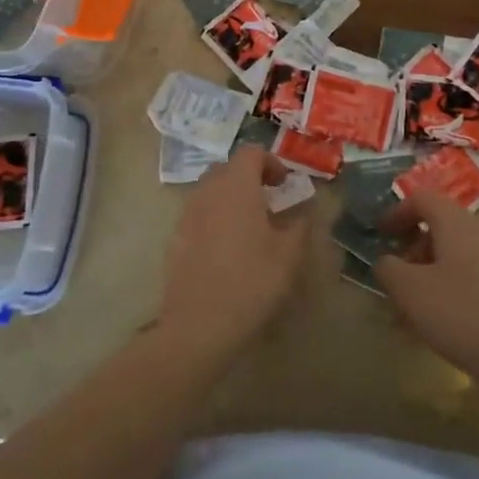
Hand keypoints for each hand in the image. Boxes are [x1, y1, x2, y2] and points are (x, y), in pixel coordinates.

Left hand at [156, 146, 309, 369]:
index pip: (251, 153)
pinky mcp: (174, 239)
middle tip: (269, 201)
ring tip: (248, 226)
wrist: (199, 325)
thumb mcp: (289, 255)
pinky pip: (197, 216)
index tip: (285, 184)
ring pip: (209, 192)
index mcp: (236, 187)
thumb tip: (304, 210)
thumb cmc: (252, 282)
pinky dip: (213, 220)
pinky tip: (226, 250)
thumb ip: (300, 224)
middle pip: (226, 169)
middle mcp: (207, 192)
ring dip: (229, 198)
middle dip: (248, 177)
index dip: (271, 161)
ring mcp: (186, 215)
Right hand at [375, 190, 478, 393]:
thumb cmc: (467, 314)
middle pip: (442, 226)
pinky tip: (450, 324)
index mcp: (456, 222)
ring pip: (459, 254)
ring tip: (419, 309)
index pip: (421, 198)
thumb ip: (389, 270)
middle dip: (414, 249)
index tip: (380, 235)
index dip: (396, 212)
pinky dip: (455, 288)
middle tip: (398, 279)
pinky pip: (476, 275)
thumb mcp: (412, 293)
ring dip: (434, 272)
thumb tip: (386, 261)